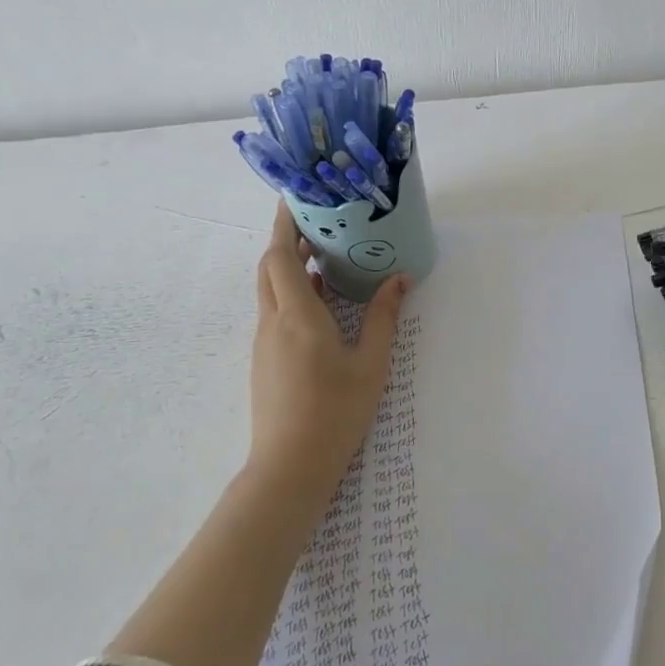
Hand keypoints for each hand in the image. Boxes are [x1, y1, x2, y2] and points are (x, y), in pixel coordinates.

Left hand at [249, 202, 410, 495]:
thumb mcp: (370, 363)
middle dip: (286, 239)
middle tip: (317, 222)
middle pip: (269, 267)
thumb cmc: (334, 412)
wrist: (289, 467)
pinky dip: (292, 292)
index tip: (295, 197)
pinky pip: (275, 311)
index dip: (284, 223)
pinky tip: (322, 301)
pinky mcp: (266, 360)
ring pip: (270, 289)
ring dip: (289, 266)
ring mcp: (265, 343)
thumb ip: (383, 317)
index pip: (280, 255)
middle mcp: (273, 322)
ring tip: (324, 254)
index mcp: (298, 316)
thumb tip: (399, 279)